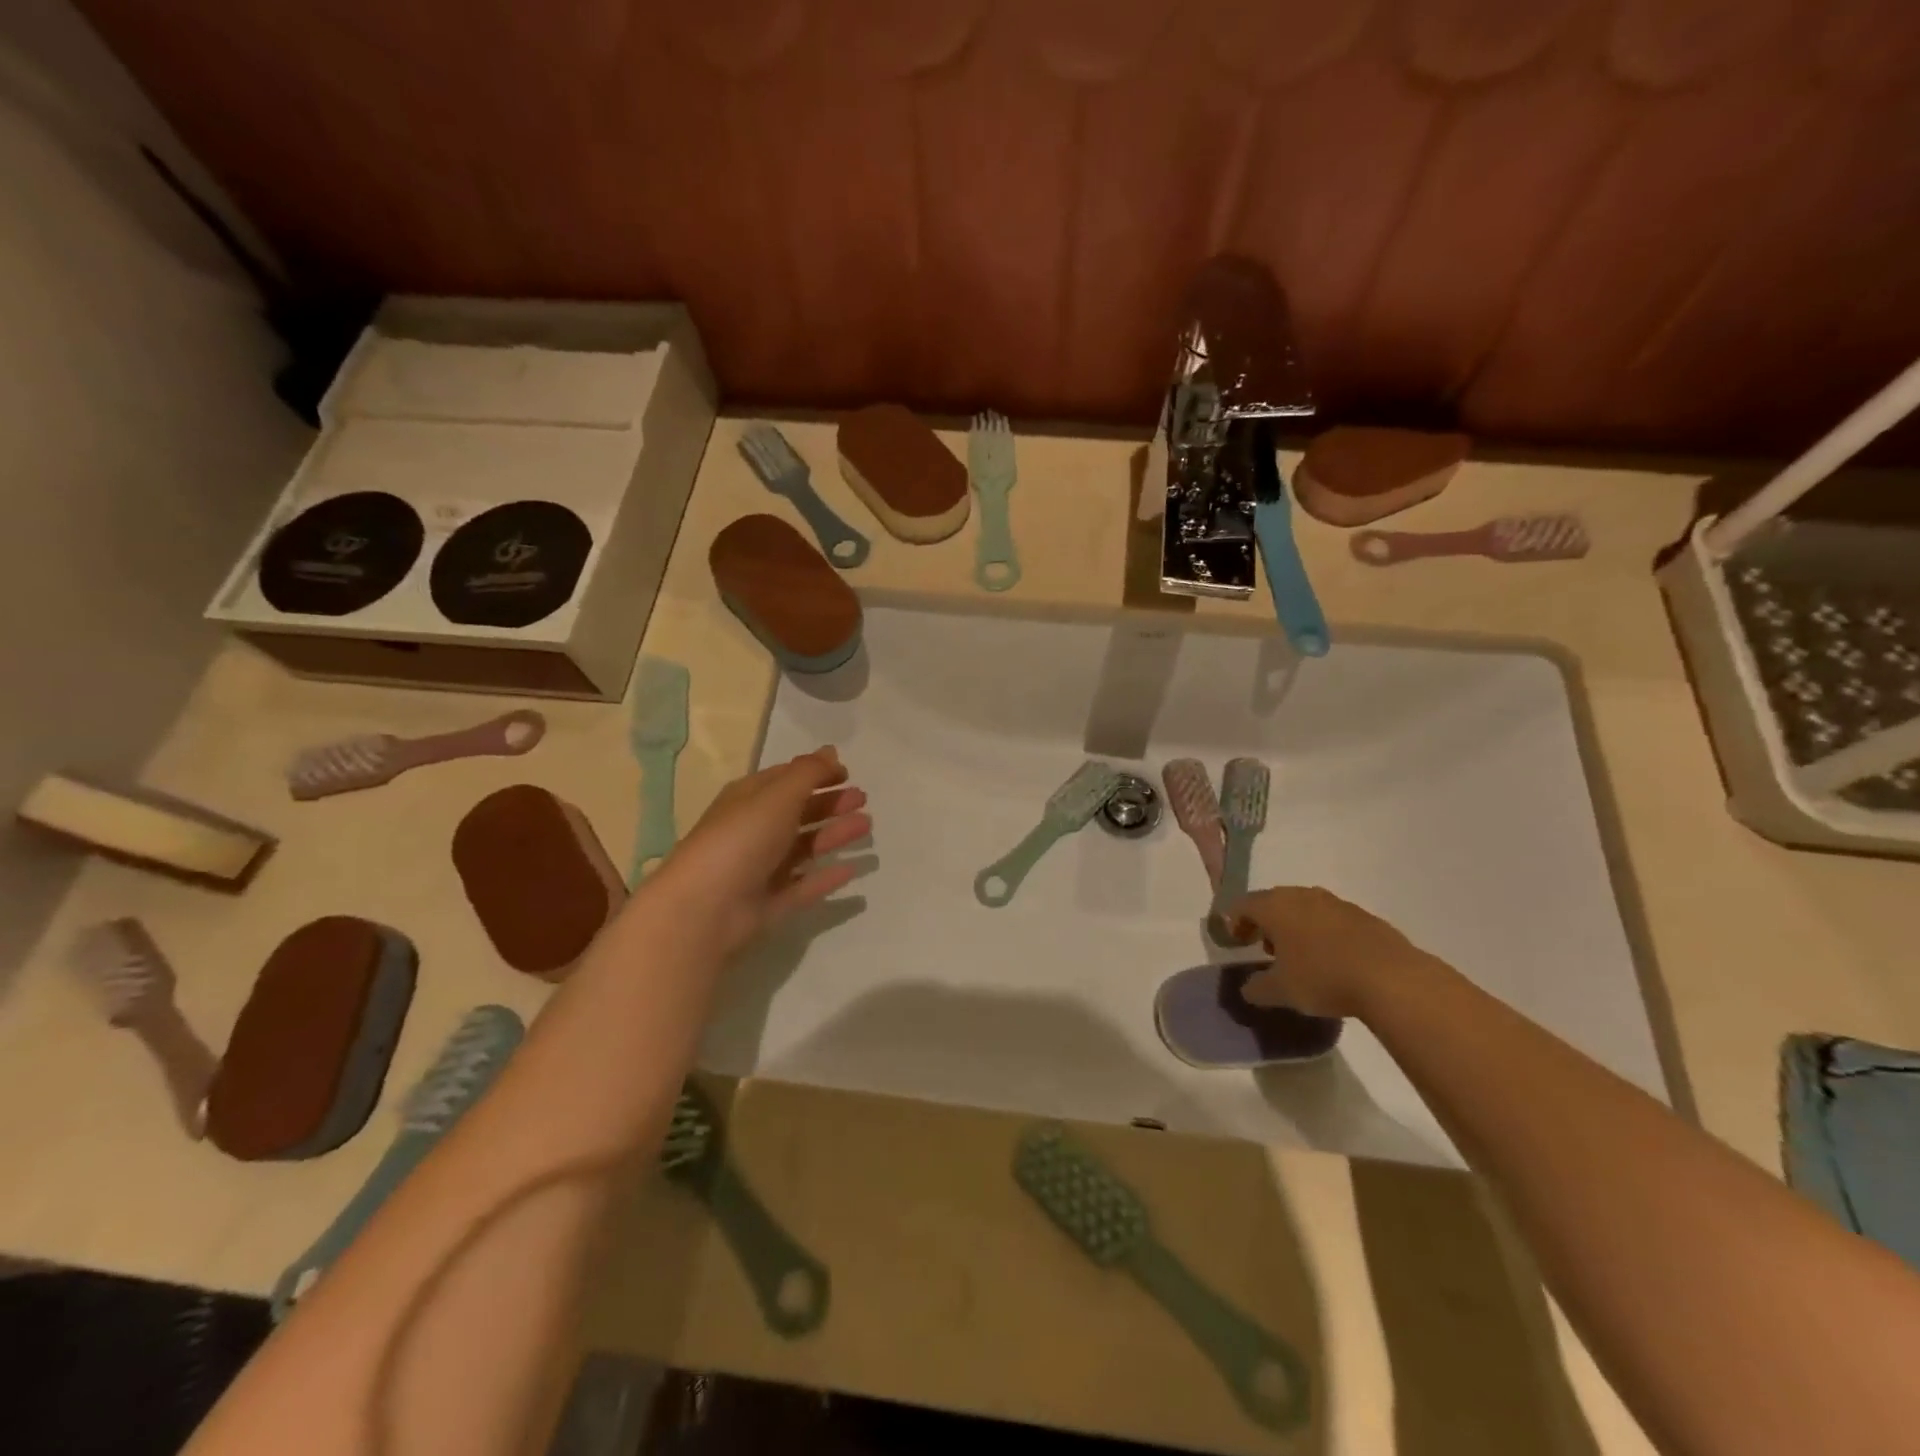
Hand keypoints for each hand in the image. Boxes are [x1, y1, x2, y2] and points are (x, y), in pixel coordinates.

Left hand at [655, 747, 869, 955]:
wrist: (704, 908)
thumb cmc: (741, 839)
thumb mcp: (778, 795)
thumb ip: (809, 773)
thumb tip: (831, 751)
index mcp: (749, 799)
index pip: (785, 779)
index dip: (816, 773)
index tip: (848, 773)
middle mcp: (754, 830)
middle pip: (798, 812)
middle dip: (830, 804)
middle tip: (863, 800)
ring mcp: (761, 869)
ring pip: (804, 847)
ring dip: (834, 834)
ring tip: (866, 826)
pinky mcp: (769, 903)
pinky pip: (804, 886)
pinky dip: (826, 877)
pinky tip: (851, 870)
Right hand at [1228, 887, 1422, 1019]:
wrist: (1391, 978)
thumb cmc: (1323, 978)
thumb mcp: (1281, 991)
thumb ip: (1257, 988)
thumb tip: (1246, 989)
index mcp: (1274, 907)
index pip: (1243, 905)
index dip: (1234, 921)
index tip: (1235, 941)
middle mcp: (1302, 896)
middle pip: (1273, 902)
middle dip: (1264, 922)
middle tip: (1263, 947)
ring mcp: (1335, 903)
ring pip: (1304, 908)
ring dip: (1294, 926)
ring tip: (1298, 955)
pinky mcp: (1364, 916)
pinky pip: (1331, 919)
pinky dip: (1322, 933)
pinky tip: (1331, 958)